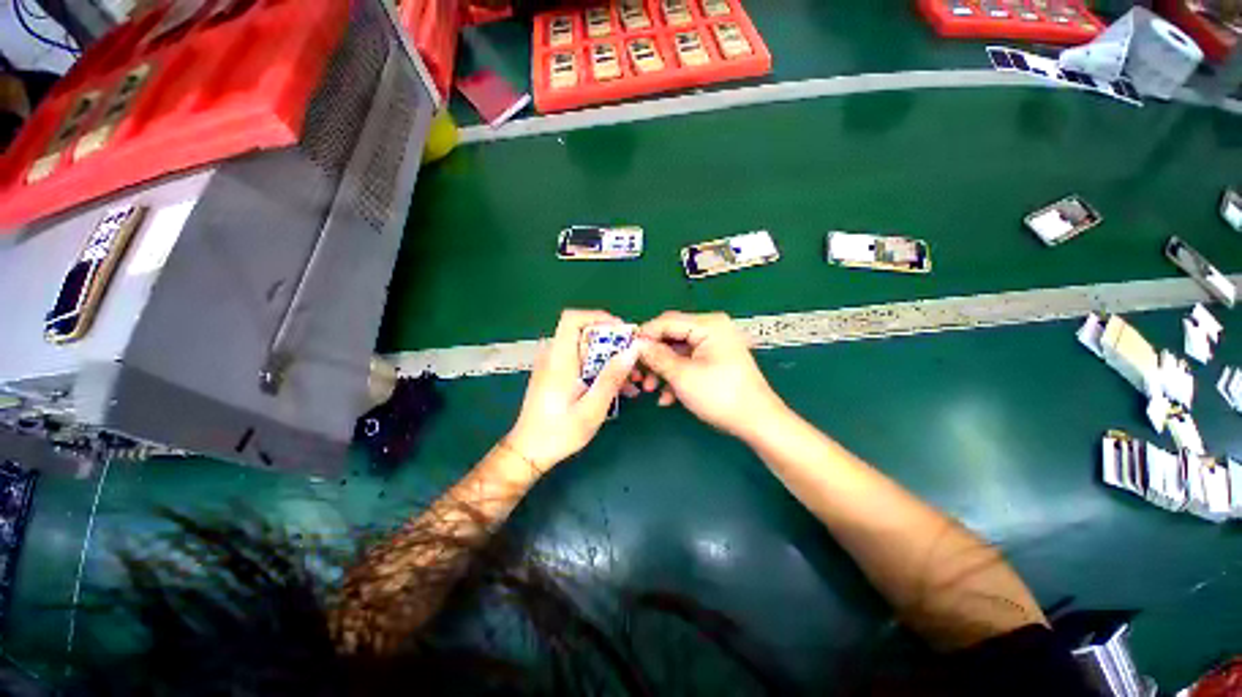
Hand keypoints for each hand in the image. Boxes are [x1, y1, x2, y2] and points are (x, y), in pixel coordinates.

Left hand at [506, 310, 638, 469]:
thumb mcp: (591, 408)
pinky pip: (584, 363)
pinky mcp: (559, 375)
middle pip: (585, 334)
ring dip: (611, 360)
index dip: (598, 317)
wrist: (529, 452)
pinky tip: (621, 389)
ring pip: (588, 350)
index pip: (572, 318)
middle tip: (634, 361)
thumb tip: (632, 350)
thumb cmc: (559, 432)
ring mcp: (556, 366)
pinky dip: (602, 370)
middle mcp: (555, 356)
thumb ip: (611, 377)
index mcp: (559, 359)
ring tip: (633, 379)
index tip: (622, 333)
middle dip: (613, 344)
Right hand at [633, 311, 785, 440]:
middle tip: (637, 375)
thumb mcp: (683, 375)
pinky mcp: (715, 361)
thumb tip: (636, 345)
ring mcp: (714, 346)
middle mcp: (712, 329)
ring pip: (678, 352)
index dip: (644, 335)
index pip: (667, 321)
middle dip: (653, 357)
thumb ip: (656, 357)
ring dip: (662, 370)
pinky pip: (688, 363)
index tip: (626, 351)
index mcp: (708, 325)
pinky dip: (676, 377)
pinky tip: (667, 397)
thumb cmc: (721, 395)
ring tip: (651, 390)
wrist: (757, 422)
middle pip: (672, 337)